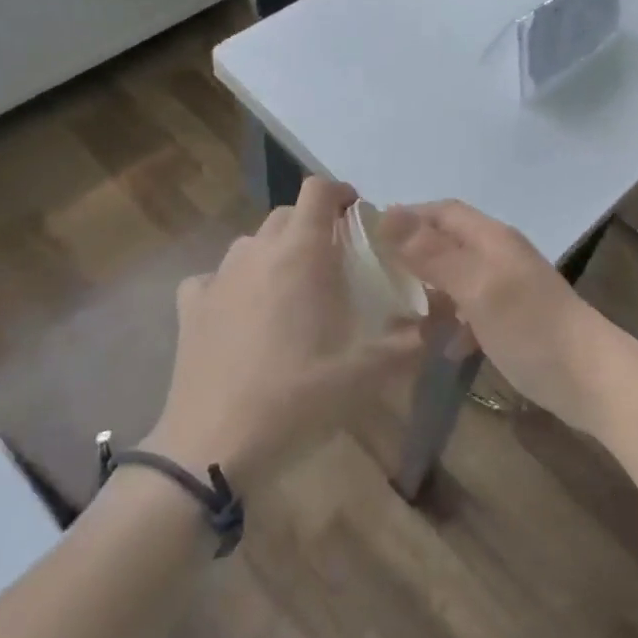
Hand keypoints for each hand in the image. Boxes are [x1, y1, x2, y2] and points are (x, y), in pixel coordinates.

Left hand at [143, 178, 423, 491]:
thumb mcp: (368, 372)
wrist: (214, 446)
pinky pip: (216, 276)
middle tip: (335, 263)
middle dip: (314, 226)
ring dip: (277, 252)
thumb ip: (412, 339)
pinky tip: (244, 314)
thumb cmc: (297, 398)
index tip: (358, 217)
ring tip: (293, 290)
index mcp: (301, 253)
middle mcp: (257, 251)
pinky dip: (236, 283)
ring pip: (253, 243)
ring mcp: (219, 276)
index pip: (318, 190)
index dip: (341, 194)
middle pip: (288, 214)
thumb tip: (445, 315)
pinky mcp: (191, 306)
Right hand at [381, 201, 622, 432]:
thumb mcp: (476, 286)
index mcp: (491, 238)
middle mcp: (500, 254)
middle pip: (450, 241)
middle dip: (415, 252)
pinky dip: (453, 321)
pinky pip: (473, 309)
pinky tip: (441, 346)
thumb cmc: (530, 326)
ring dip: (431, 288)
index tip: (369, 236)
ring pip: (460, 276)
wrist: (591, 378)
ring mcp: (510, 287)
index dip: (408, 217)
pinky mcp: (516, 319)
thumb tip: (387, 213)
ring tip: (397, 312)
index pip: (444, 212)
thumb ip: (433, 253)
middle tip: (376, 277)